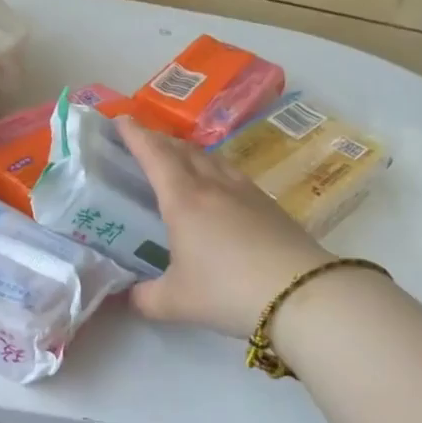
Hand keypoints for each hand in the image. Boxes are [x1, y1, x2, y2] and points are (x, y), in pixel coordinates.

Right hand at [118, 115, 332, 336]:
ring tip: (178, 158)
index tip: (120, 120)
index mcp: (183, 200)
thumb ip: (144, 299)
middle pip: (182, 150)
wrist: (301, 294)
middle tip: (143, 140)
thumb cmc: (228, 291)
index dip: (135, 135)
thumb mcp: (175, 302)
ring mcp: (244, 191)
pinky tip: (218, 185)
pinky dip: (214, 168)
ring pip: (210, 158)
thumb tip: (127, 297)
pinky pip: (232, 173)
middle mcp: (212, 185)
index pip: (154, 155)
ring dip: (188, 152)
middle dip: (159, 140)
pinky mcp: (269, 203)